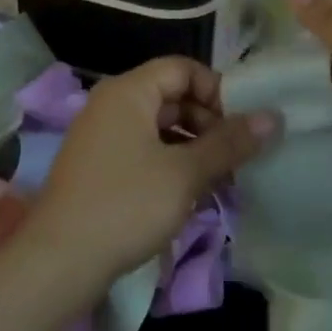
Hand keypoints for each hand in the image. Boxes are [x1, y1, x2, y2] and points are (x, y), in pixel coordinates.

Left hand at [27, 56, 277, 284]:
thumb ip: (229, 142)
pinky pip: (145, 151)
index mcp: (128, 92)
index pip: (183, 68)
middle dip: (210, 122)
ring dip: (195, 147)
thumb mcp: (185, 173)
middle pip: (172, 96)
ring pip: (160, 128)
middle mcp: (112, 105)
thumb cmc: (125, 205)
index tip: (243, 125)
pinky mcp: (100, 168)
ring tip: (224, 178)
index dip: (217, 90)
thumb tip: (273, 117)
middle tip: (238, 155)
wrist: (58, 262)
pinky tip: (194, 193)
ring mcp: (102, 137)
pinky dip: (172, 164)